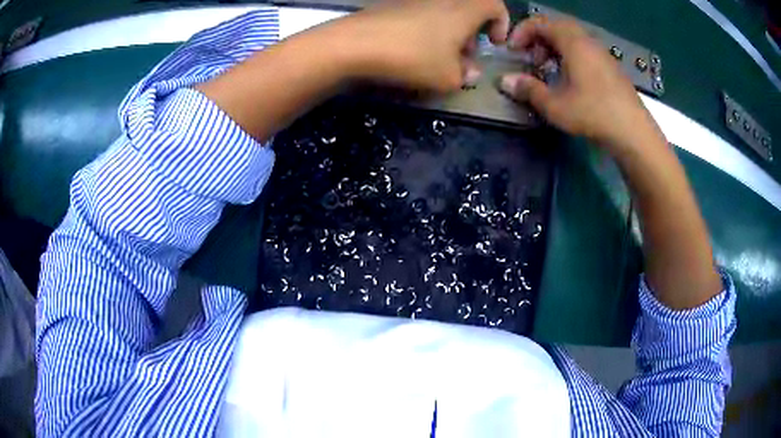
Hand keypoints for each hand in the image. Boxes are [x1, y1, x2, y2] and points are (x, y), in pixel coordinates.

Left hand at [332, 0, 509, 92]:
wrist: (355, 43)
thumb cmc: (412, 57)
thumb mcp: (447, 78)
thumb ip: (465, 75)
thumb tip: (469, 72)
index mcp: (463, 10)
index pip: (495, 4)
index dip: (502, 23)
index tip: (495, 43)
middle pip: (469, 9)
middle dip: (473, 31)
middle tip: (464, 55)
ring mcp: (416, 0)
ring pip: (445, 12)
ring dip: (449, 32)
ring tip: (438, 56)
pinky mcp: (394, 5)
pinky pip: (422, 13)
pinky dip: (428, 28)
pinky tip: (413, 49)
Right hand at [499, 16, 662, 151]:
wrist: (633, 132)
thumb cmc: (593, 113)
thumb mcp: (555, 105)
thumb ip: (528, 89)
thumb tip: (504, 81)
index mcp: (572, 42)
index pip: (540, 23)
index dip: (521, 33)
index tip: (513, 51)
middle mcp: (587, 41)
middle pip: (556, 28)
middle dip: (538, 40)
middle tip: (531, 61)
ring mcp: (602, 54)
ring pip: (571, 40)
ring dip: (554, 49)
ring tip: (548, 71)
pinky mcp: (611, 67)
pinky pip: (584, 51)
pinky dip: (570, 57)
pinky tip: (570, 81)